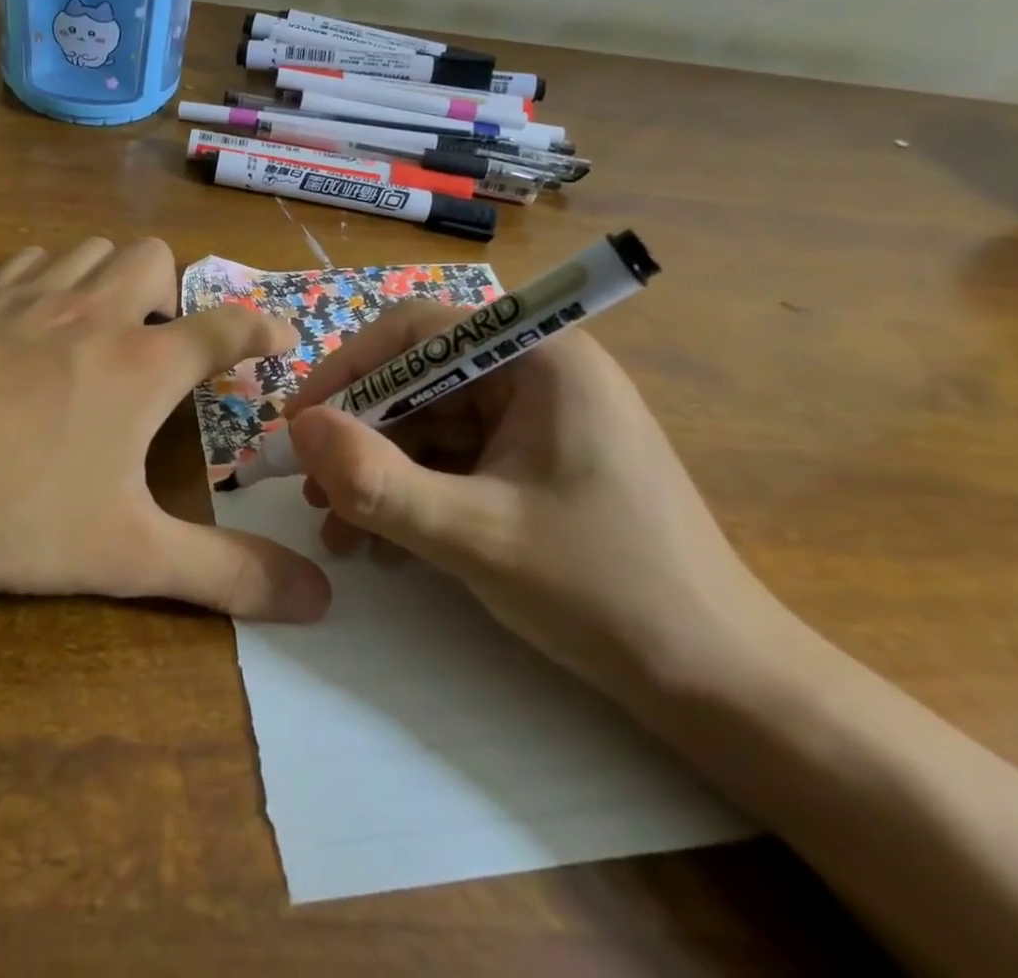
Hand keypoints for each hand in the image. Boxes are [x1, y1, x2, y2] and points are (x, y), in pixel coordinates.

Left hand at [0, 238, 332, 631]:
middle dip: (174, 287)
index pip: (225, 325)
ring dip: (112, 276)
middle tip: (165, 342)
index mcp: (141, 363)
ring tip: (105, 328)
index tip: (282, 335)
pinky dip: (49, 279)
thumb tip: (318, 601)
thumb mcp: (127, 554)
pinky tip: (32, 324)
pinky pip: (27, 262)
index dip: (262, 326)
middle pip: (154, 256)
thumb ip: (226, 574)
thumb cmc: (12, 512)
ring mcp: (27, 299)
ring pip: (90, 248)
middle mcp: (92, 313)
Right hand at [283, 306, 793, 708]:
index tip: (299, 423)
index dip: (347, 370)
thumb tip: (298, 428)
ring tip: (341, 531)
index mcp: (538, 356)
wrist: (720, 684)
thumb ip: (376, 479)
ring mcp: (539, 417)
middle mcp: (537, 371)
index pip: (416, 332)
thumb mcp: (474, 536)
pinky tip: (385, 543)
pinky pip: (456, 458)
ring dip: (381, 472)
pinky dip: (415, 492)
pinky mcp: (536, 458)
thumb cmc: (604, 591)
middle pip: (419, 381)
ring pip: (431, 424)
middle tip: (313, 492)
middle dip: (361, 437)